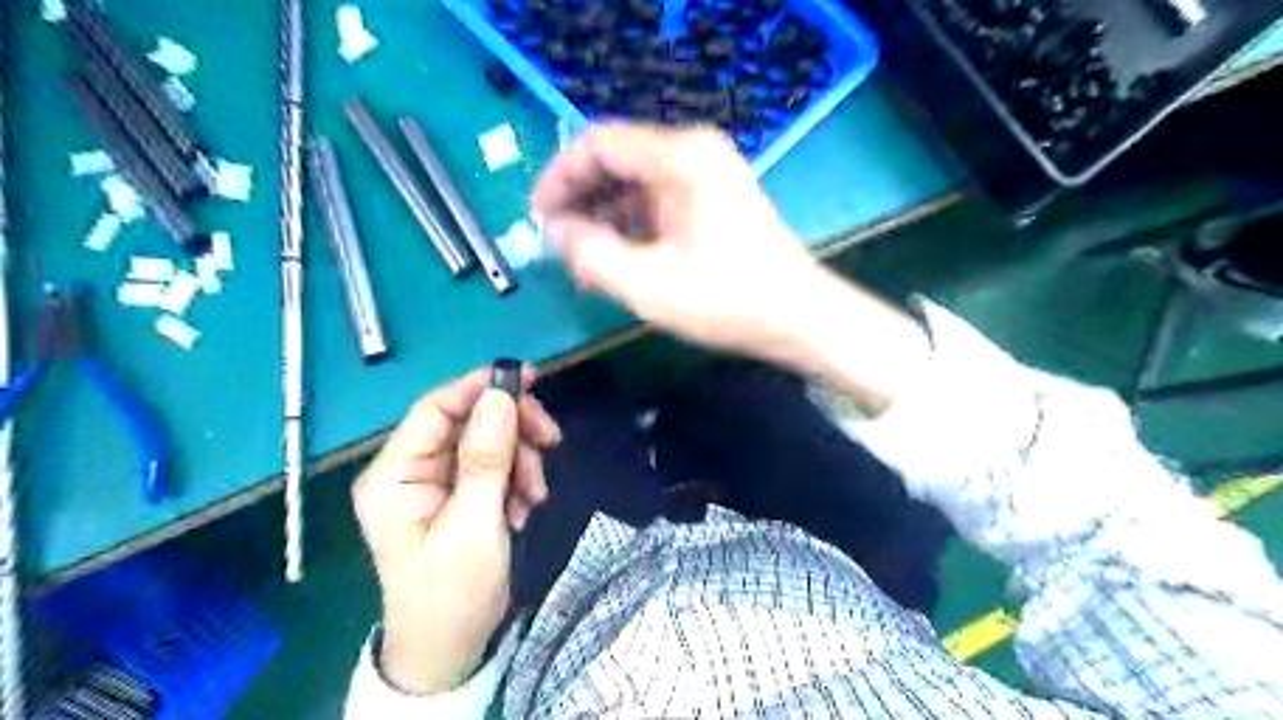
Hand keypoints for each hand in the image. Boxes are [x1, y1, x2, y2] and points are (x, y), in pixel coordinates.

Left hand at [348, 367, 560, 695]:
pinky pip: (497, 466)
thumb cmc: (452, 592)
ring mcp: (438, 482)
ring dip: (522, 461)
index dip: (480, 387)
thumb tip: (500, 396)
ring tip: (534, 498)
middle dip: (513, 431)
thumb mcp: (474, 525)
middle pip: (469, 421)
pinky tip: (525, 508)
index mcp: (395, 474)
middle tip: (551, 441)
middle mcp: (413, 469)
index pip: (436, 408)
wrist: (452, 648)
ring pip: (490, 442)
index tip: (528, 378)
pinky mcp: (461, 495)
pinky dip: (518, 480)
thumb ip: (486, 459)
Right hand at [534, 123, 932, 414]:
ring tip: (582, 264)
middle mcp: (693, 153)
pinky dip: (630, 229)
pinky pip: (655, 203)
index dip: (559, 179)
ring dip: (602, 219)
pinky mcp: (711, 201)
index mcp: (681, 157)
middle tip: (556, 246)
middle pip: (615, 161)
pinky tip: (615, 263)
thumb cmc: (728, 300)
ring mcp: (705, 177)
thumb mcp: (648, 283)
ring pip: (633, 185)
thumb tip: (553, 231)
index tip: (537, 220)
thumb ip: (590, 253)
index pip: (598, 144)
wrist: (799, 318)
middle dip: (579, 202)